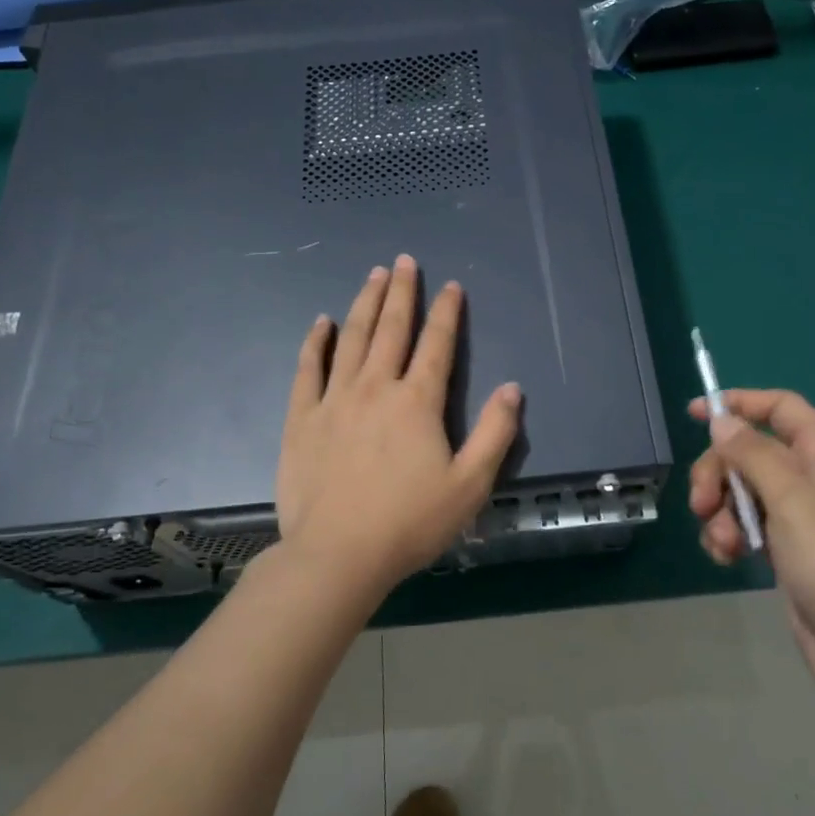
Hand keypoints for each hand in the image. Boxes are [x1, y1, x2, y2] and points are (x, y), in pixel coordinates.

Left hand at [276, 255, 521, 598]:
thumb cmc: (410, 523)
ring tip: (373, 275)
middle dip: (402, 292)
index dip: (446, 313)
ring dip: (365, 303)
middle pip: (392, 328)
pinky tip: (322, 323)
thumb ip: (496, 433)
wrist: (338, 554)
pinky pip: (308, 368)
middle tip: (405, 261)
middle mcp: (376, 387)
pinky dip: (316, 342)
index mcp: (417, 402)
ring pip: (352, 339)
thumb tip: (513, 388)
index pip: (437, 345)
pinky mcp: (302, 418)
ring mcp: (334, 399)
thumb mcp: (470, 485)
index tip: (450, 286)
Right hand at [689, 389, 814, 699]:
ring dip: (721, 513)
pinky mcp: (786, 552)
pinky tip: (727, 559)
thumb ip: (754, 455)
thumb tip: (722, 420)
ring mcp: (799, 518)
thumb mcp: (794, 501)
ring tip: (724, 543)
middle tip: (702, 503)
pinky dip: (729, 538)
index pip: (781, 408)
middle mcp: (812, 480)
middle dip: (718, 474)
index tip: (694, 414)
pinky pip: (745, 528)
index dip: (740, 403)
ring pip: (741, 493)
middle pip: (749, 453)